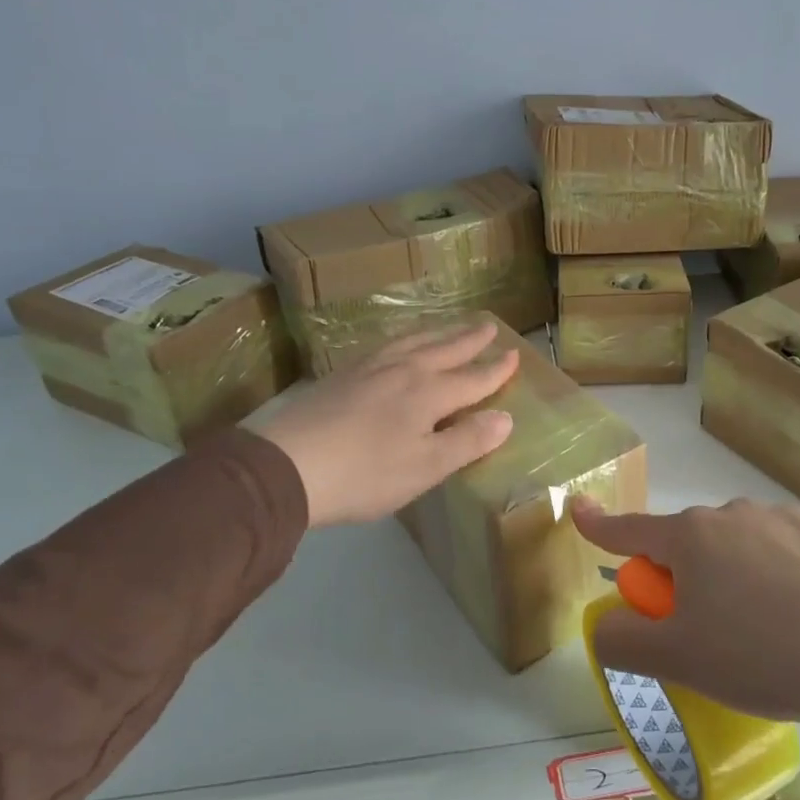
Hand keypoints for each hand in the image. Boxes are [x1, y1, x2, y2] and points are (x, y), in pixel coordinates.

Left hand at [255, 319, 519, 525]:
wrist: (286, 465)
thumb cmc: (365, 474)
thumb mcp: (425, 467)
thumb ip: (467, 441)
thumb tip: (506, 418)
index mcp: (429, 394)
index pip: (472, 379)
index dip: (495, 371)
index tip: (514, 354)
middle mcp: (404, 371)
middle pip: (444, 350)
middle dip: (469, 340)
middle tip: (489, 325)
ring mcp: (369, 368)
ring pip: (413, 342)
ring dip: (438, 333)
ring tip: (450, 326)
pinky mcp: (341, 375)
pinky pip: (385, 345)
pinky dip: (404, 339)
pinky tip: (397, 345)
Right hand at [572, 498, 799, 767]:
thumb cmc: (764, 656)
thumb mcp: (678, 660)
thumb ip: (623, 640)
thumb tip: (606, 623)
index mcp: (690, 537)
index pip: (630, 529)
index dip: (599, 525)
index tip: (579, 510)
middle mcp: (731, 514)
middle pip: (686, 545)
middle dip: (680, 581)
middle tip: (705, 635)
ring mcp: (780, 518)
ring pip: (734, 547)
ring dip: (728, 578)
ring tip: (762, 632)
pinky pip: (777, 551)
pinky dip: (773, 576)